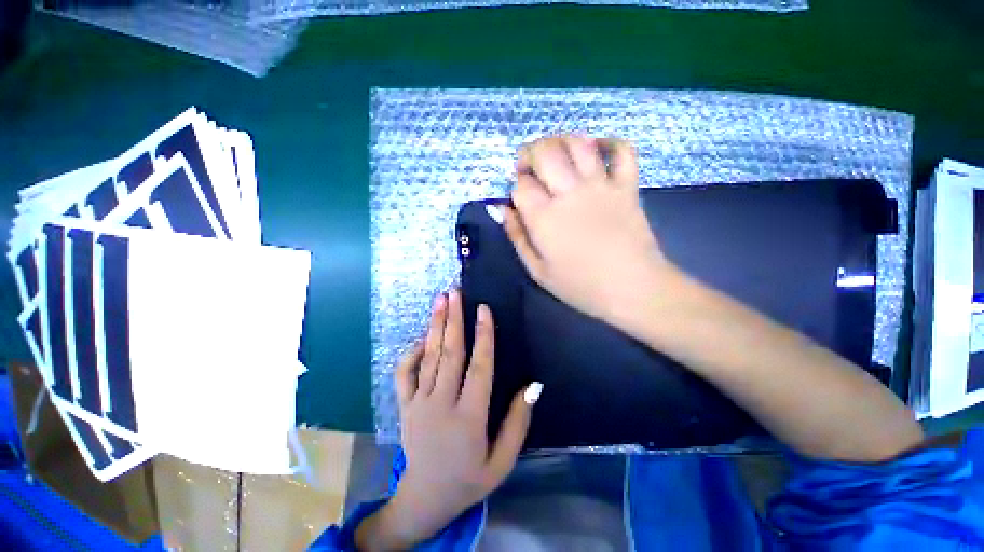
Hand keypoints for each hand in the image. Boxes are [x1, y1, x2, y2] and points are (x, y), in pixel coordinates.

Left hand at [356, 290, 540, 550]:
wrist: (424, 501)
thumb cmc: (468, 480)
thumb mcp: (501, 461)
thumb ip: (517, 423)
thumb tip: (532, 386)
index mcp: (469, 417)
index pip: (479, 367)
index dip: (484, 336)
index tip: (484, 309)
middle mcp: (441, 404)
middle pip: (450, 354)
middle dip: (453, 319)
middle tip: (454, 292)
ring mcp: (418, 404)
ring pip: (428, 358)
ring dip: (435, 326)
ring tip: (439, 301)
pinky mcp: (404, 407)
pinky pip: (404, 374)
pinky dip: (411, 353)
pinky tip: (421, 338)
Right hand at [502, 136, 676, 332]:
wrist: (633, 289)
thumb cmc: (581, 286)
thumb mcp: (538, 271)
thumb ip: (517, 237)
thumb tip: (502, 209)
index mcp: (544, 217)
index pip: (521, 184)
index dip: (516, 186)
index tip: (519, 198)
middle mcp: (570, 193)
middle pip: (545, 152)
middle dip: (530, 153)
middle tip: (529, 167)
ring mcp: (601, 186)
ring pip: (578, 143)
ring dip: (561, 141)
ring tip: (556, 155)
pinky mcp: (627, 186)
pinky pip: (622, 150)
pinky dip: (609, 143)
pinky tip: (596, 149)